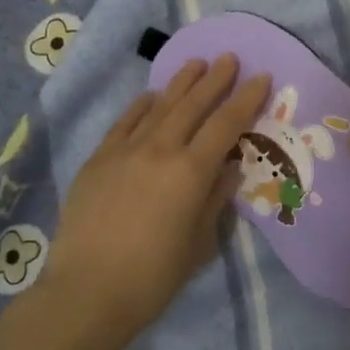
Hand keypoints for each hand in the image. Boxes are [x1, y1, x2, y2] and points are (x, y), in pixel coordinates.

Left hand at [42, 56, 270, 349]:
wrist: (88, 291)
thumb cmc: (153, 277)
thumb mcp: (199, 243)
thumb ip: (216, 199)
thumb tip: (229, 168)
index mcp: (191, 172)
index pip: (226, 125)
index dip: (246, 99)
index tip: (261, 77)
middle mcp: (160, 150)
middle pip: (193, 105)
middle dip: (215, 80)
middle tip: (229, 58)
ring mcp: (125, 150)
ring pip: (159, 106)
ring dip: (180, 83)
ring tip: (196, 63)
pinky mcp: (98, 159)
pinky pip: (125, 122)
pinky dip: (142, 106)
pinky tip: (151, 96)